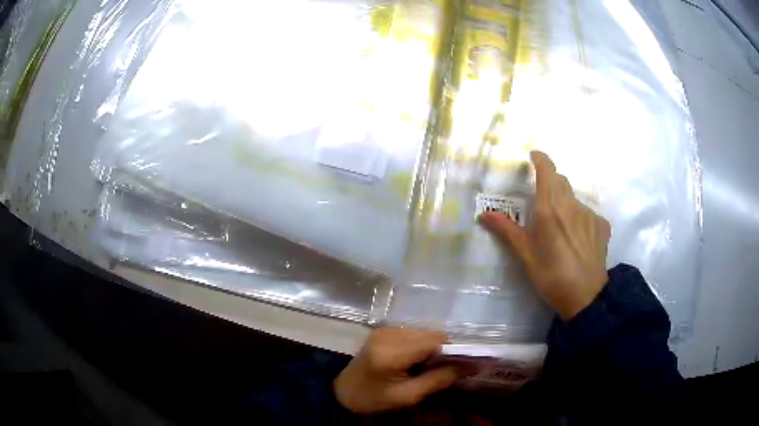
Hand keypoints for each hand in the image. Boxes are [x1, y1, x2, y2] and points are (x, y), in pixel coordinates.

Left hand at [334, 328, 459, 413]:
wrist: (343, 392)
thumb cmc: (374, 399)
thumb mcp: (408, 396)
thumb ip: (439, 379)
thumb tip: (470, 366)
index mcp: (392, 352)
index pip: (435, 341)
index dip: (454, 351)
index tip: (464, 365)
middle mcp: (389, 334)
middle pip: (431, 334)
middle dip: (443, 350)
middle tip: (444, 370)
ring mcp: (385, 329)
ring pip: (424, 332)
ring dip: (432, 348)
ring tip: (426, 367)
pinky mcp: (383, 330)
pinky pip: (413, 333)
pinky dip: (421, 345)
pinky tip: (415, 361)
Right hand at [479, 151, 610, 319]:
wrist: (585, 296)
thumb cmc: (551, 275)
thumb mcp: (525, 255)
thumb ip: (506, 230)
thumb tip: (483, 214)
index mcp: (550, 208)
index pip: (547, 170)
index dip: (541, 158)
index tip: (534, 156)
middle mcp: (571, 205)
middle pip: (561, 182)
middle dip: (550, 183)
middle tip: (542, 203)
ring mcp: (590, 214)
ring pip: (574, 200)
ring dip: (565, 205)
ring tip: (561, 230)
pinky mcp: (602, 225)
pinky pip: (587, 214)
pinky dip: (579, 219)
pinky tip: (577, 240)